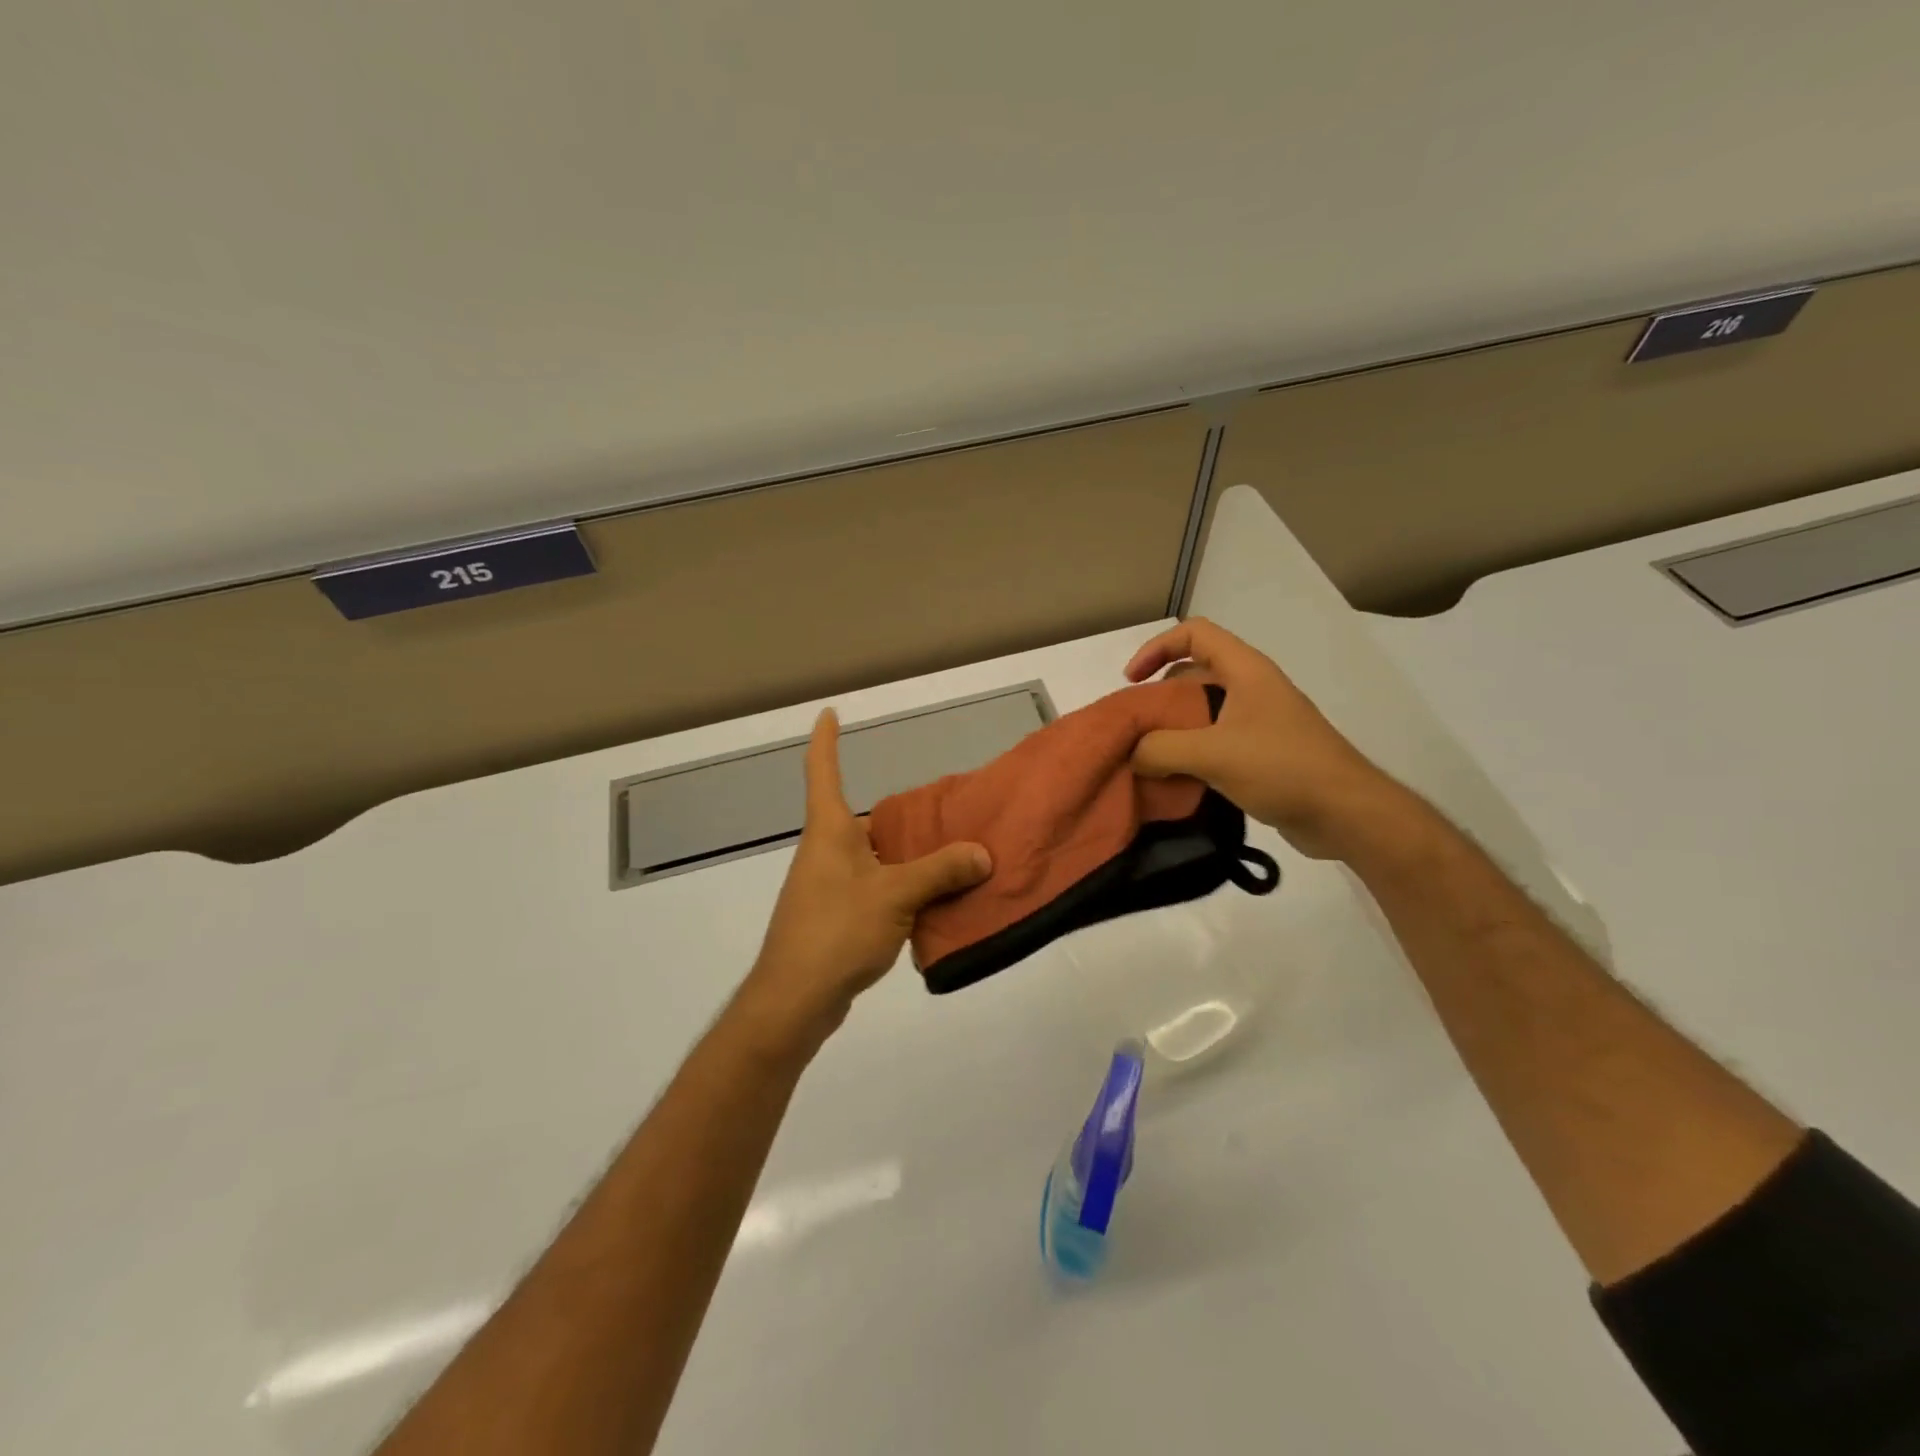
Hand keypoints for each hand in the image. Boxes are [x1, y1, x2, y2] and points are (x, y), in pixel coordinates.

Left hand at [739, 710, 991, 1047]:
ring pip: (874, 859)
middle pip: (864, 820)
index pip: (822, 771)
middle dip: (900, 816)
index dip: (826, 739)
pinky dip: (902, 890)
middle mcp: (825, 852)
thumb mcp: (895, 895)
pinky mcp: (837, 919)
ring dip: (907, 858)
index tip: (828, 713)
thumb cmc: (836, 931)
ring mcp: (829, 887)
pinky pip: (876, 891)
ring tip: (955, 856)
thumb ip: (940, 871)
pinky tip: (935, 904)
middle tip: (944, 810)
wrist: (794, 1000)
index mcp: (829, 831)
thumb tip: (982, 853)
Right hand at [1124, 618, 1405, 859]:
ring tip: (1145, 757)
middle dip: (1158, 697)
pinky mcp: (1260, 754)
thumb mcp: (1212, 754)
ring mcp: (1257, 722)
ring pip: (1202, 712)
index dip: (1156, 648)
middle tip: (1134, 728)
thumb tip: (1132, 755)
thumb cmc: (1282, 768)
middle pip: (1193, 674)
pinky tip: (1173, 779)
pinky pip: (1214, 742)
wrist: (1345, 813)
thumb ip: (1161, 749)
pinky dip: (1189, 754)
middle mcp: (1251, 688)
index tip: (1132, 681)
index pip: (1194, 634)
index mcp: (1245, 671)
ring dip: (1171, 730)